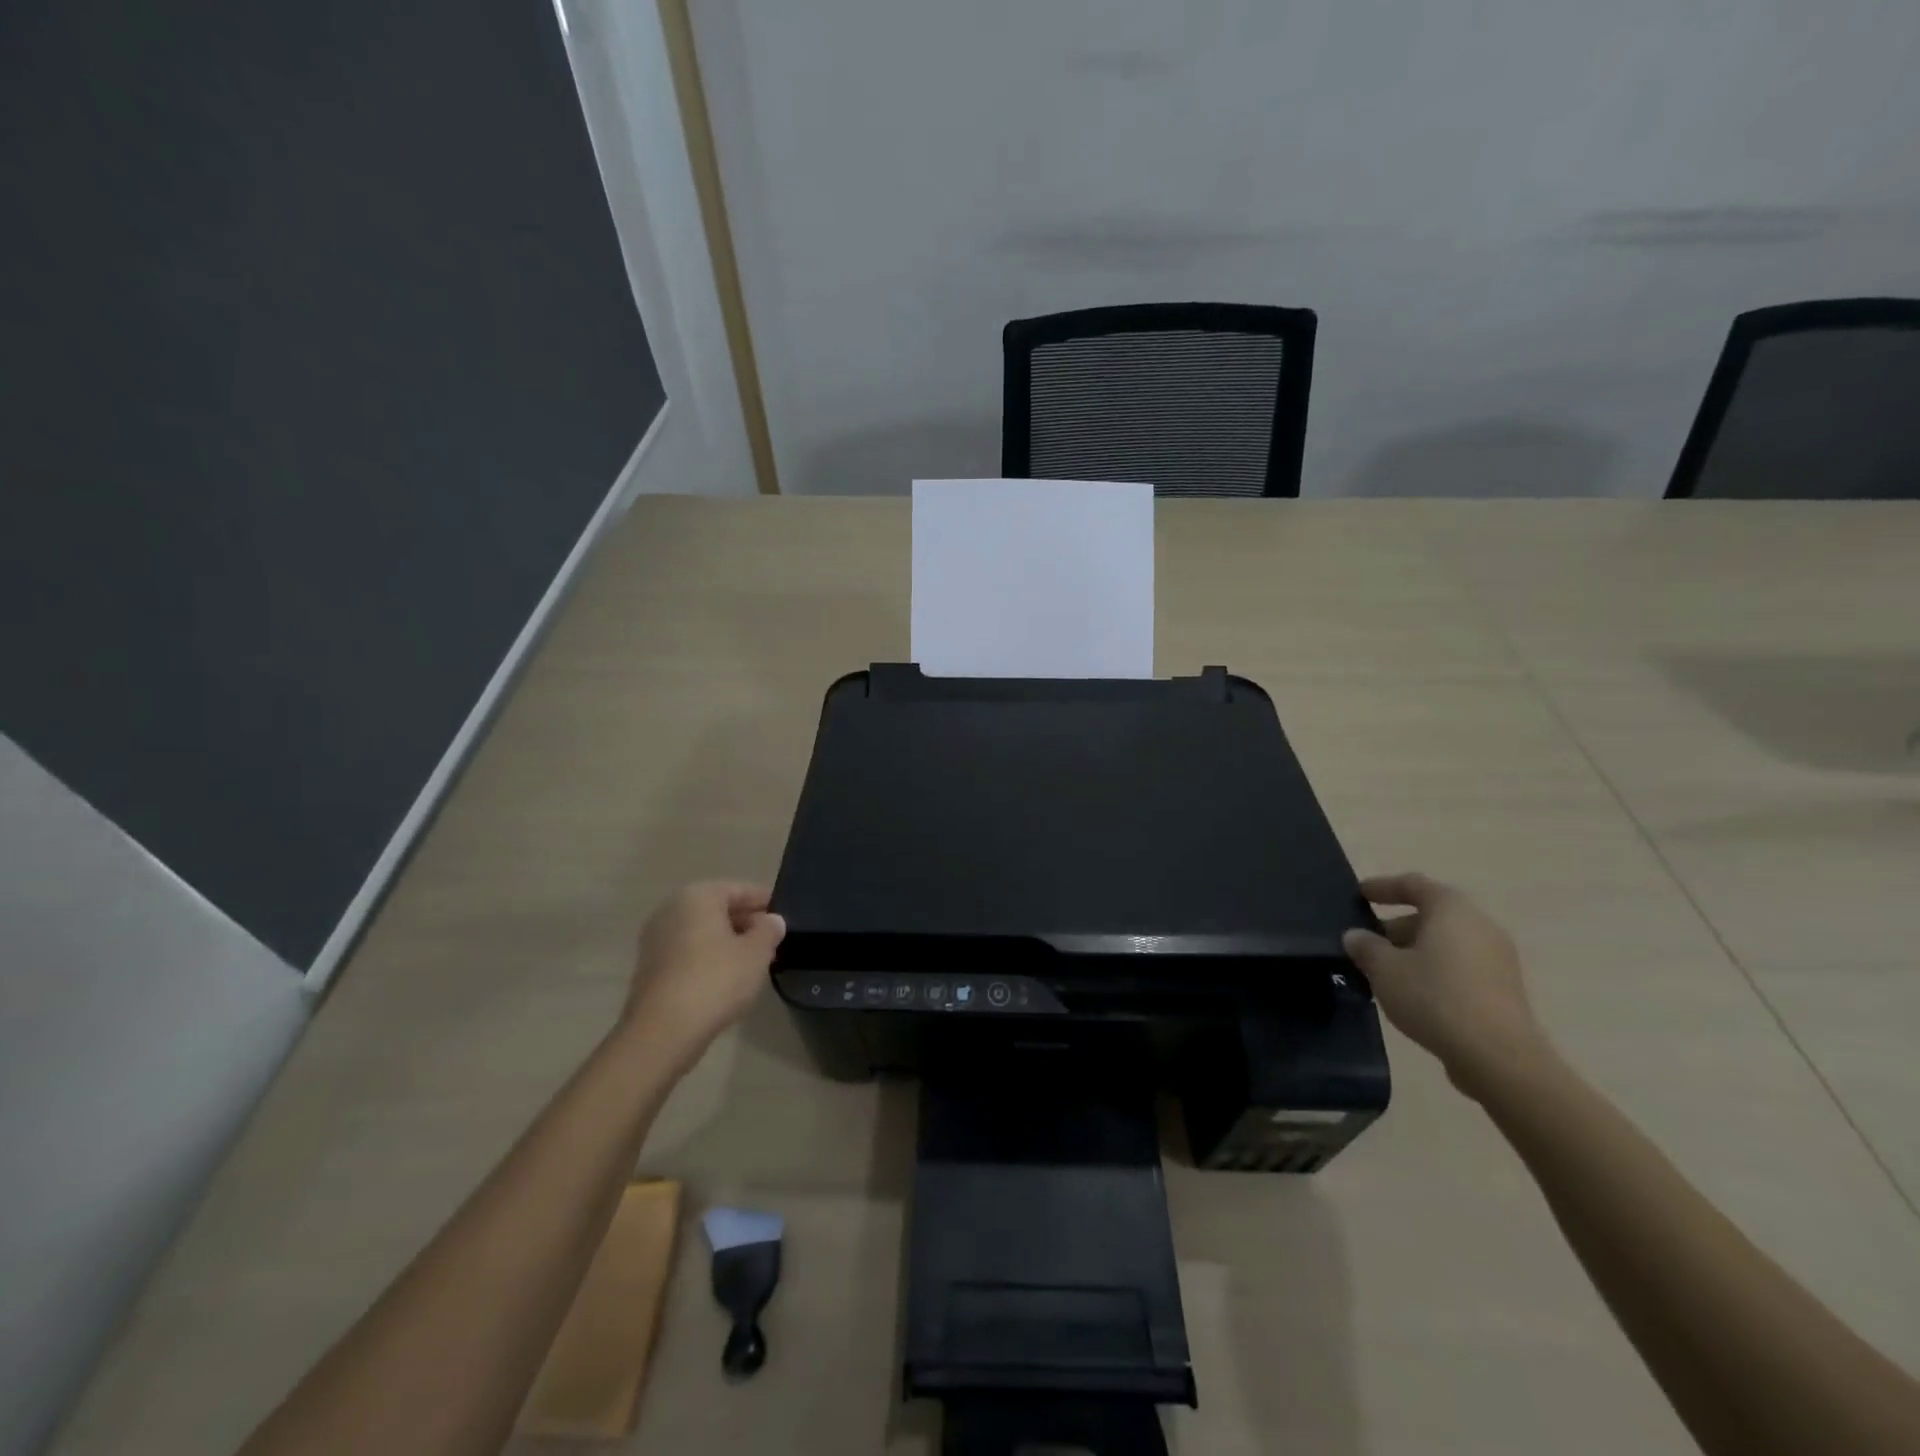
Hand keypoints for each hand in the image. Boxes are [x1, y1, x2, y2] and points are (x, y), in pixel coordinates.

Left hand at [623, 882, 785, 1061]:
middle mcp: (671, 910)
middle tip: (772, 940)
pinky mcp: (650, 968)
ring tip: (754, 961)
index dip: (764, 901)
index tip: (783, 913)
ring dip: (727, 942)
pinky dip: (708, 959)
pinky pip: (688, 953)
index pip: (739, 890)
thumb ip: (768, 930)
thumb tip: (771, 920)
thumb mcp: (756, 953)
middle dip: (745, 922)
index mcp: (698, 896)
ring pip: (702, 932)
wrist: (663, 1031)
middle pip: (717, 909)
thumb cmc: (716, 980)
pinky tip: (727, 978)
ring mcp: (656, 939)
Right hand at [1342, 872, 1550, 1099]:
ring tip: (1383, 972)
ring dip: (1414, 951)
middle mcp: (1480, 925)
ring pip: (1445, 943)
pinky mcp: (1503, 989)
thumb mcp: (1384, 969)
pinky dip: (1434, 970)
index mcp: (1452, 909)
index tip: (1359, 894)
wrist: (1498, 1057)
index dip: (1383, 887)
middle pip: (1431, 915)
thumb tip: (1356, 936)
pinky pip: (1460, 966)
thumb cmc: (1435, 997)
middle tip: (1365, 943)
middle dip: (1395, 927)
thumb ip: (1365, 946)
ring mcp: (1497, 958)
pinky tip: (1412, 994)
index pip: (1413, 884)